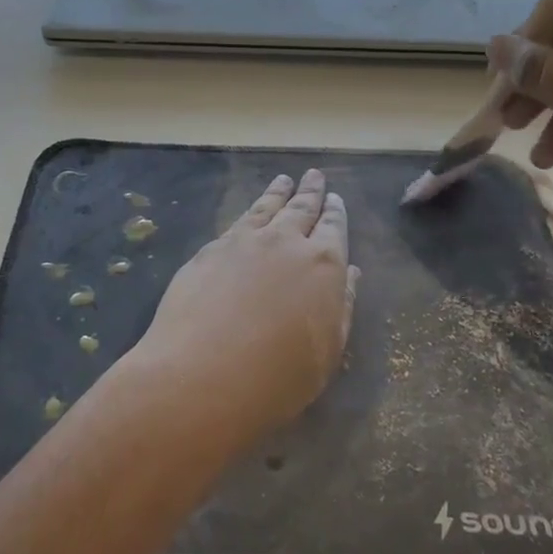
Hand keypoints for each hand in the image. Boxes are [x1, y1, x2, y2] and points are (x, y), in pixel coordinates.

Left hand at [124, 169, 358, 447]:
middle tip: (314, 175)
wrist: (203, 375)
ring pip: (266, 208)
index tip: (335, 198)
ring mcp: (244, 242)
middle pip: (301, 208)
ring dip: (278, 192)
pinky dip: (250, 211)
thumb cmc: (277, 378)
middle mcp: (285, 242)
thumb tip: (350, 273)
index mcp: (323, 265)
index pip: (333, 228)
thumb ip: (341, 307)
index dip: (335, 212)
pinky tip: (249, 213)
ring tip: (283, 180)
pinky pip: (237, 222)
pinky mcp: (210, 250)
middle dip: (310, 192)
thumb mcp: (326, 352)